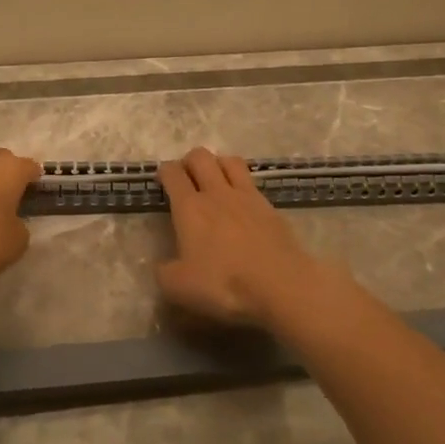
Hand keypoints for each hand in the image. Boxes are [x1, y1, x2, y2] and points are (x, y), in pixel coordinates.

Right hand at [156, 148, 326, 325]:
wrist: (282, 285)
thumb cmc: (225, 284)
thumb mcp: (179, 287)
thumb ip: (164, 272)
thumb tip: (163, 266)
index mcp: (190, 207)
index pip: (172, 173)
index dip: (164, 172)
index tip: (162, 182)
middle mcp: (217, 193)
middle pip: (201, 156)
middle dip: (189, 161)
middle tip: (187, 179)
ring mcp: (248, 197)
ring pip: (230, 161)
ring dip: (218, 165)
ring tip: (215, 182)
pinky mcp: (271, 208)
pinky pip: (253, 184)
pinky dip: (243, 186)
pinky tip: (242, 204)